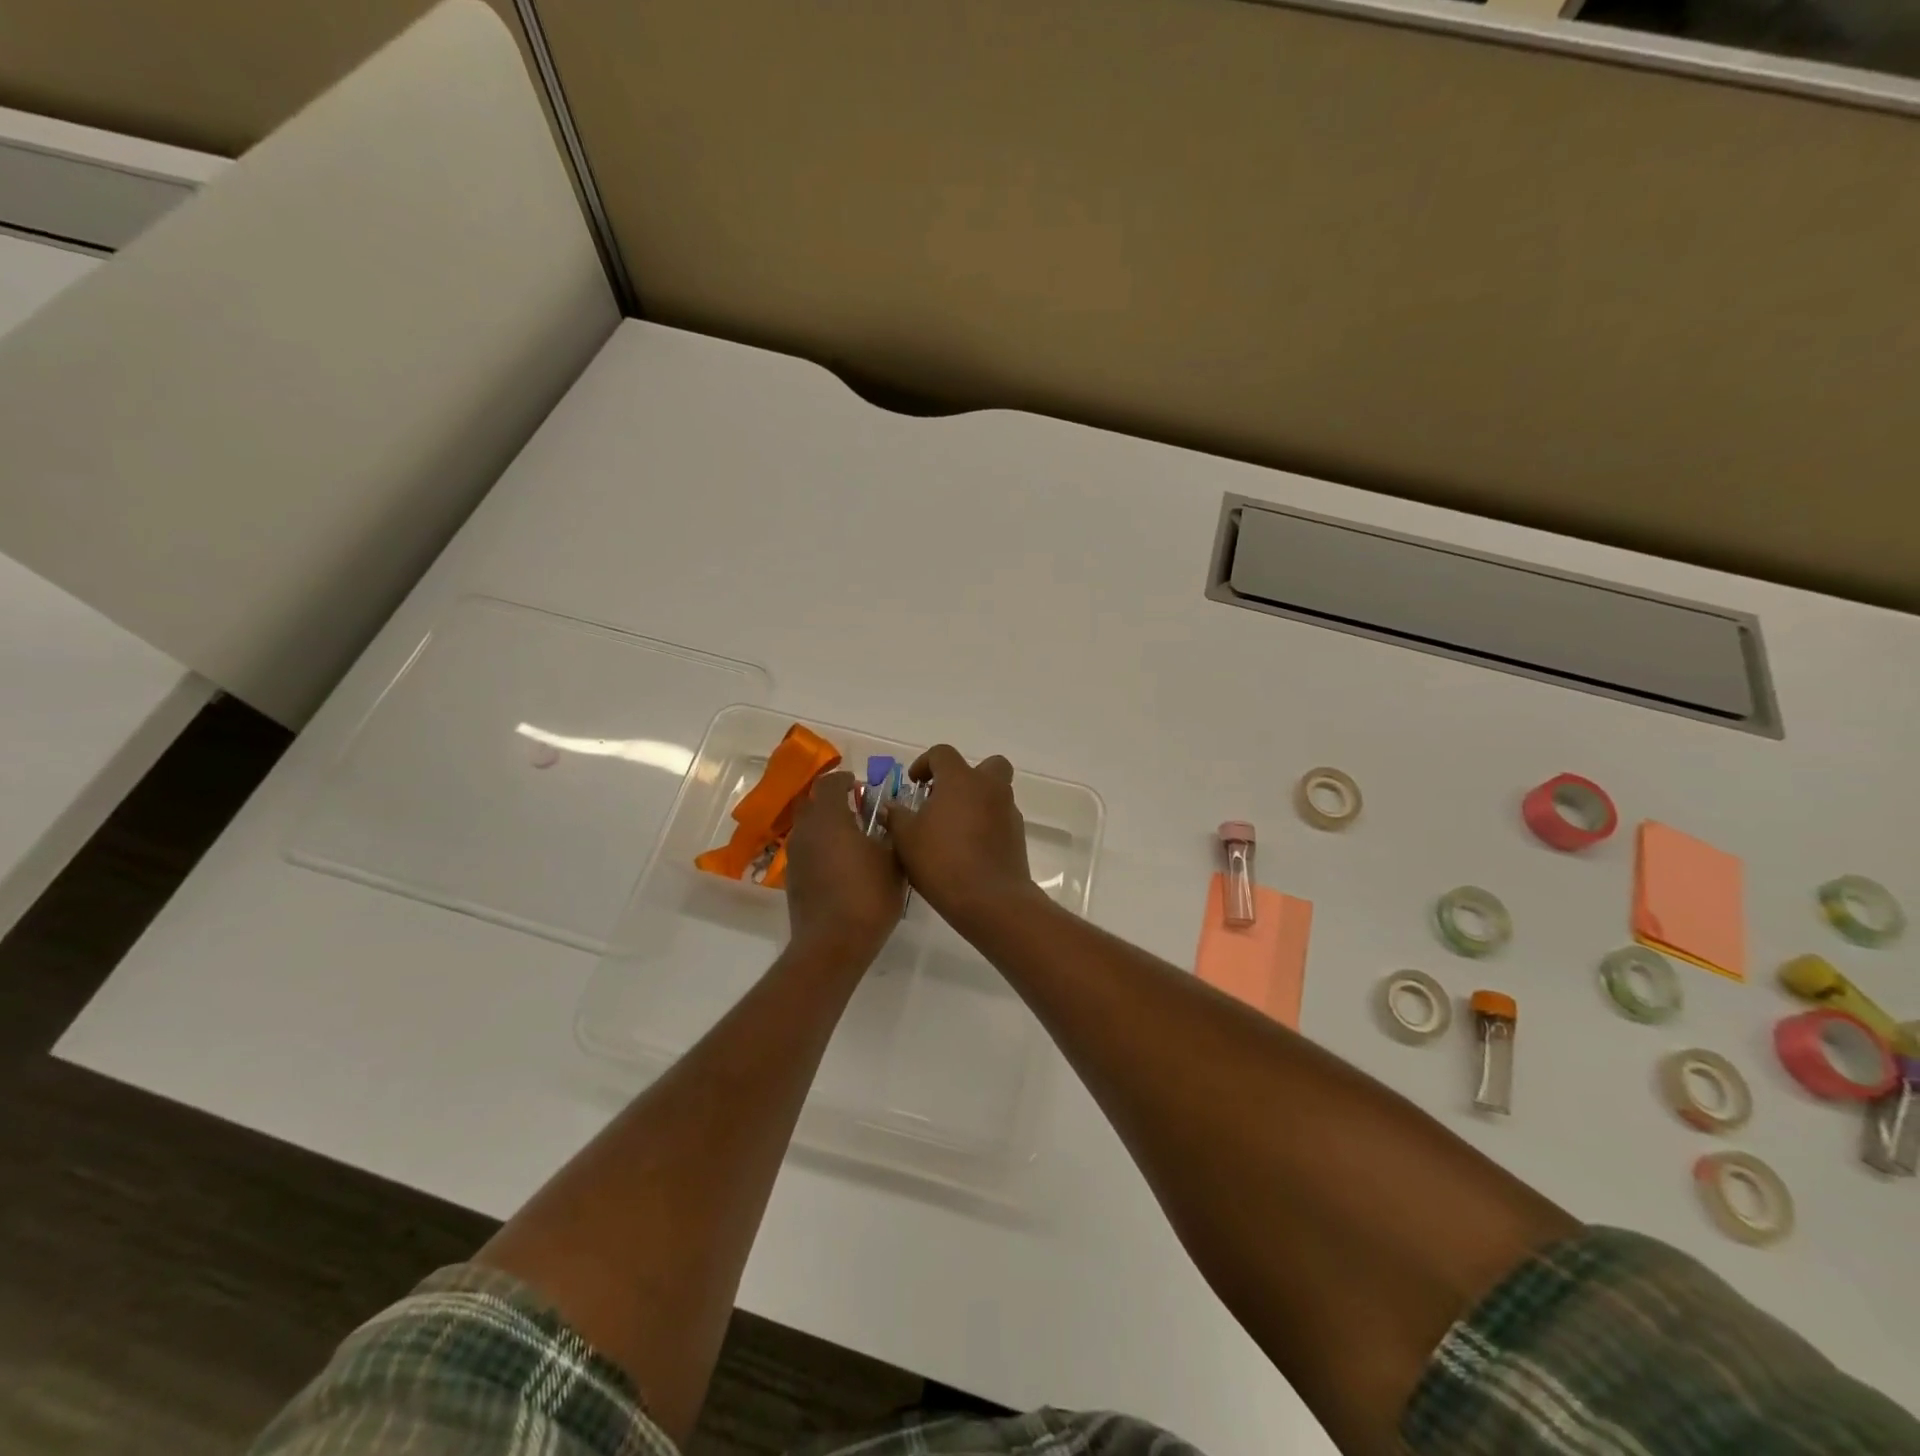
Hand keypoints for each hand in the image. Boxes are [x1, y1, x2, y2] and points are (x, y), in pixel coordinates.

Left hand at [782, 770, 905, 965]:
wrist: (832, 944)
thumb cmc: (868, 896)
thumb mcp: (894, 861)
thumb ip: (891, 832)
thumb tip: (888, 819)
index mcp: (829, 818)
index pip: (829, 783)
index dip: (845, 780)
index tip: (861, 785)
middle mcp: (806, 831)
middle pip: (813, 803)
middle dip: (833, 800)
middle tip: (858, 808)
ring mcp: (796, 856)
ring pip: (808, 827)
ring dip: (826, 825)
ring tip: (853, 837)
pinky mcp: (793, 879)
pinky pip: (807, 850)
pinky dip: (821, 847)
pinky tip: (843, 864)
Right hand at [887, 745, 1039, 932]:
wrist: (990, 899)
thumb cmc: (942, 861)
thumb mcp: (906, 839)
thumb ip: (897, 817)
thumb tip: (892, 807)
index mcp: (961, 779)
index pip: (943, 754)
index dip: (926, 763)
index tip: (915, 782)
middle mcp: (989, 788)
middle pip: (987, 765)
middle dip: (967, 775)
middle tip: (945, 797)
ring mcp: (1008, 811)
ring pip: (995, 793)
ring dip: (977, 801)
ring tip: (953, 828)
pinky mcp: (1018, 835)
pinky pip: (1000, 818)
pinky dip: (986, 824)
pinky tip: (968, 848)